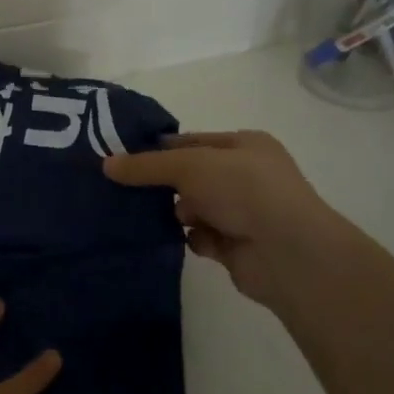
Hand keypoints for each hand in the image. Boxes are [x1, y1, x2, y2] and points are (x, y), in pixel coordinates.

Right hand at [102, 130, 348, 308]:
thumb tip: (106, 164)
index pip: (193, 141)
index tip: (124, 157)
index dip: (161, 148)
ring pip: (195, 208)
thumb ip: (147, 166)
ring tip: (149, 216)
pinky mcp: (238, 247)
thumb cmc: (243, 190)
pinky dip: (190, 238)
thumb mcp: (189, 165)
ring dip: (176, 213)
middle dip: (165, 184)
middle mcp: (247, 176)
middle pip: (192, 176)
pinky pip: (202, 237)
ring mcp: (245, 213)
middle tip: (127, 189)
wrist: (288, 253)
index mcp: (245, 146)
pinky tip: (177, 239)